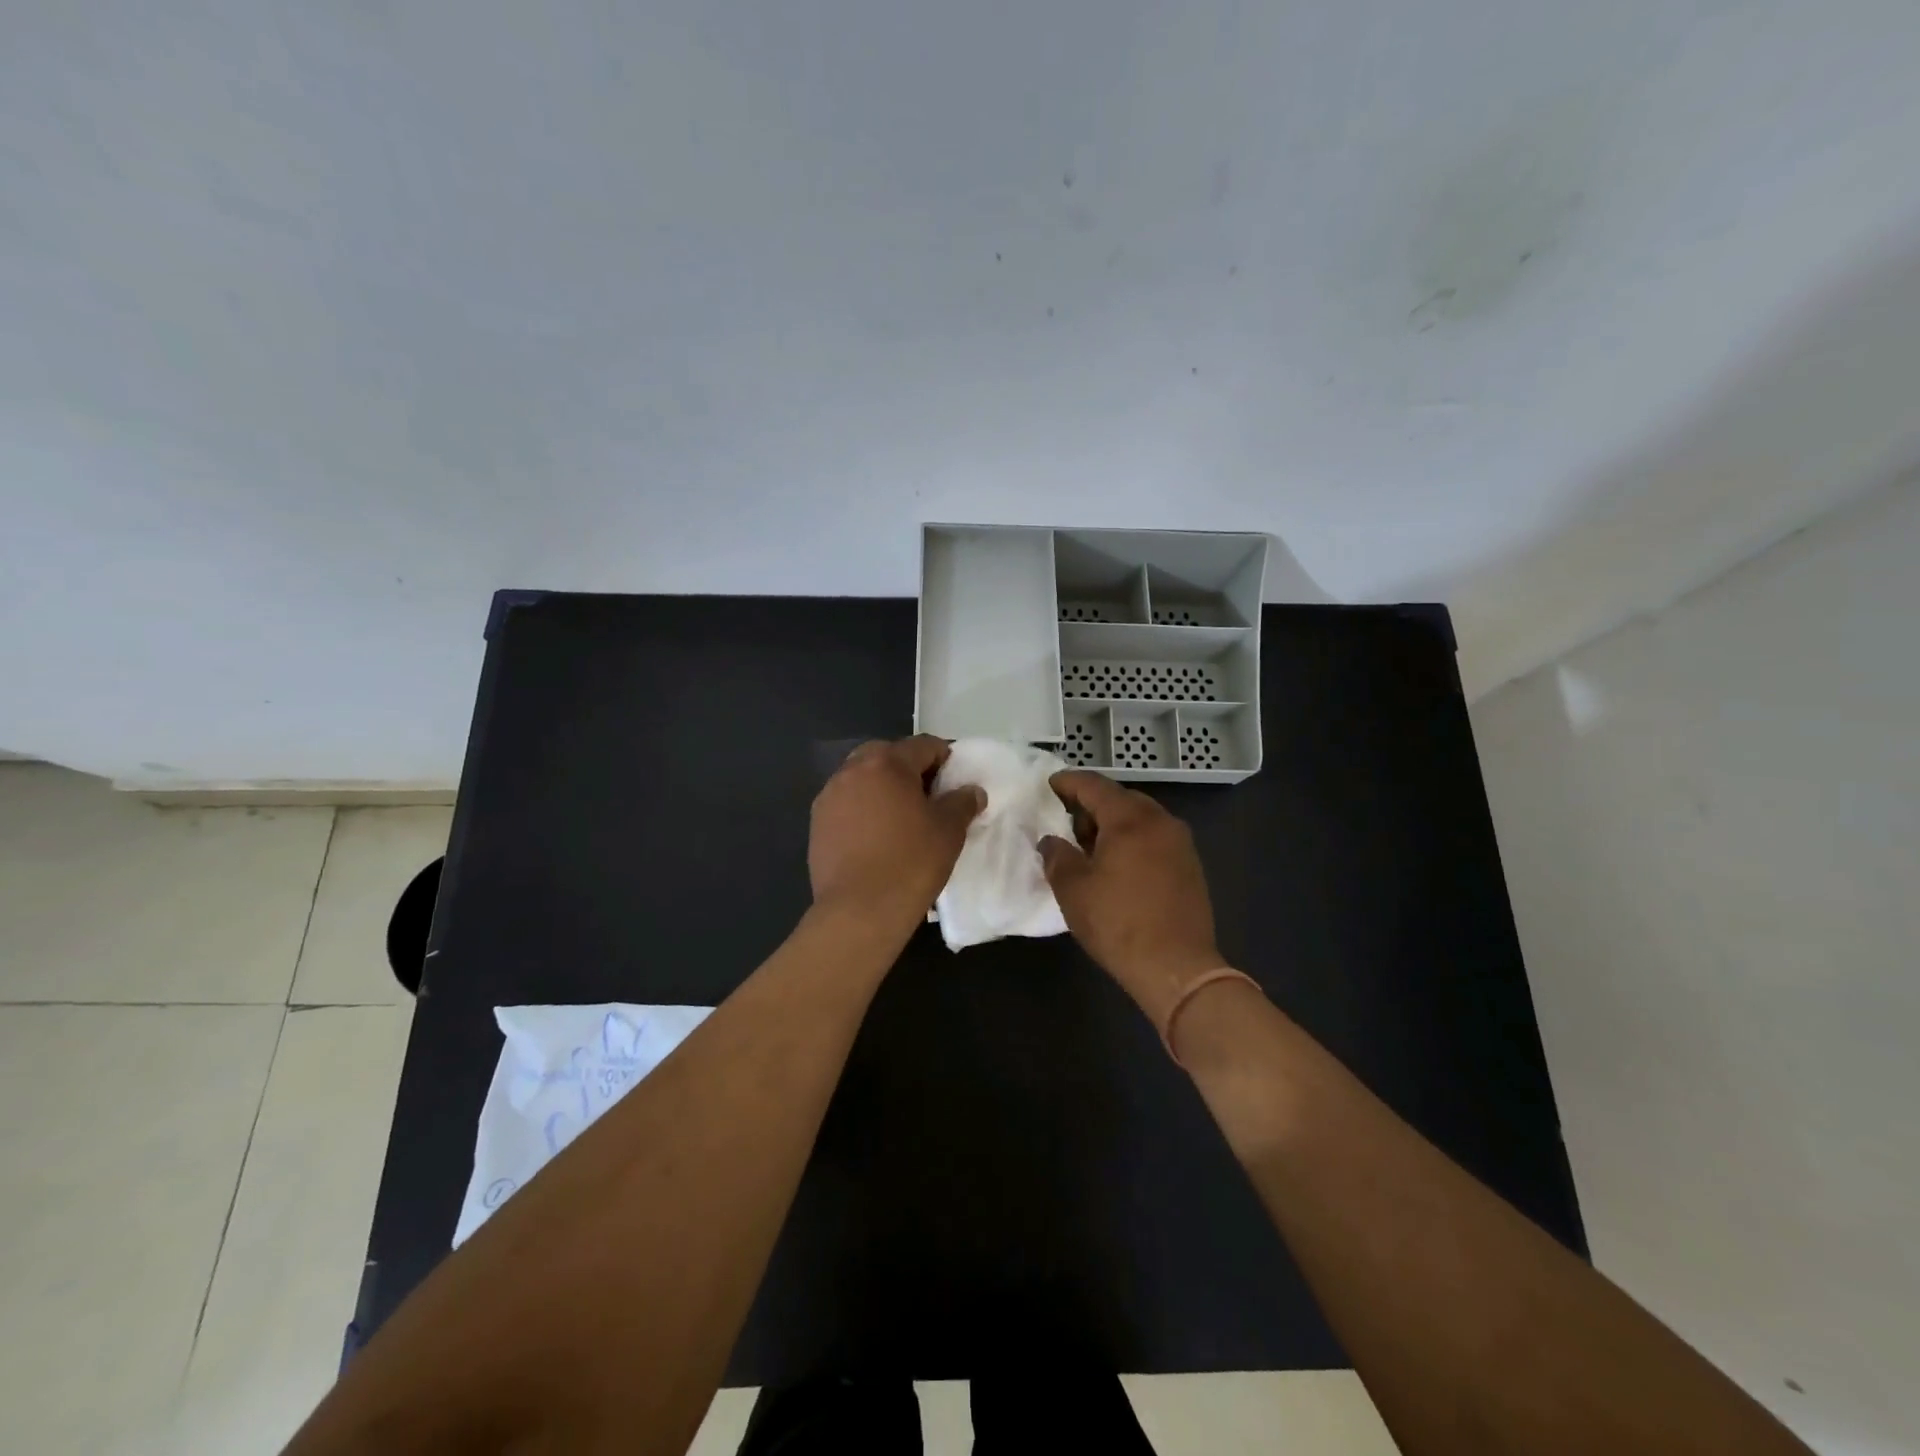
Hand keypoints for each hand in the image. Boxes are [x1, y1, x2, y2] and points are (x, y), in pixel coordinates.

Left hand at [809, 736, 984, 935]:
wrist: (859, 911)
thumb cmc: (911, 863)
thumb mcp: (949, 830)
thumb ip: (962, 802)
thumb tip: (971, 791)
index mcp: (887, 763)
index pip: (923, 745)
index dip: (945, 758)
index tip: (956, 781)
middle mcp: (852, 770)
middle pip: (887, 755)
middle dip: (909, 769)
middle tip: (928, 797)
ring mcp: (829, 796)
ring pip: (862, 778)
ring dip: (883, 788)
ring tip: (900, 818)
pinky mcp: (817, 823)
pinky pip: (846, 803)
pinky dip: (863, 809)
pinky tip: (876, 837)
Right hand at [1041, 770, 1223, 1027]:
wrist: (1177, 968)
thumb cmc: (1118, 923)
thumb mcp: (1073, 890)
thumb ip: (1057, 856)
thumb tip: (1051, 841)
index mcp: (1130, 819)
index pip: (1094, 786)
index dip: (1068, 782)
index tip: (1049, 784)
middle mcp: (1160, 821)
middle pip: (1120, 798)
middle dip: (1091, 804)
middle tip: (1066, 821)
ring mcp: (1180, 843)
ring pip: (1140, 818)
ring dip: (1113, 824)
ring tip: (1089, 846)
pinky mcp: (1190, 865)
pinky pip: (1154, 837)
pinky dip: (1133, 840)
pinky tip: (1118, 864)